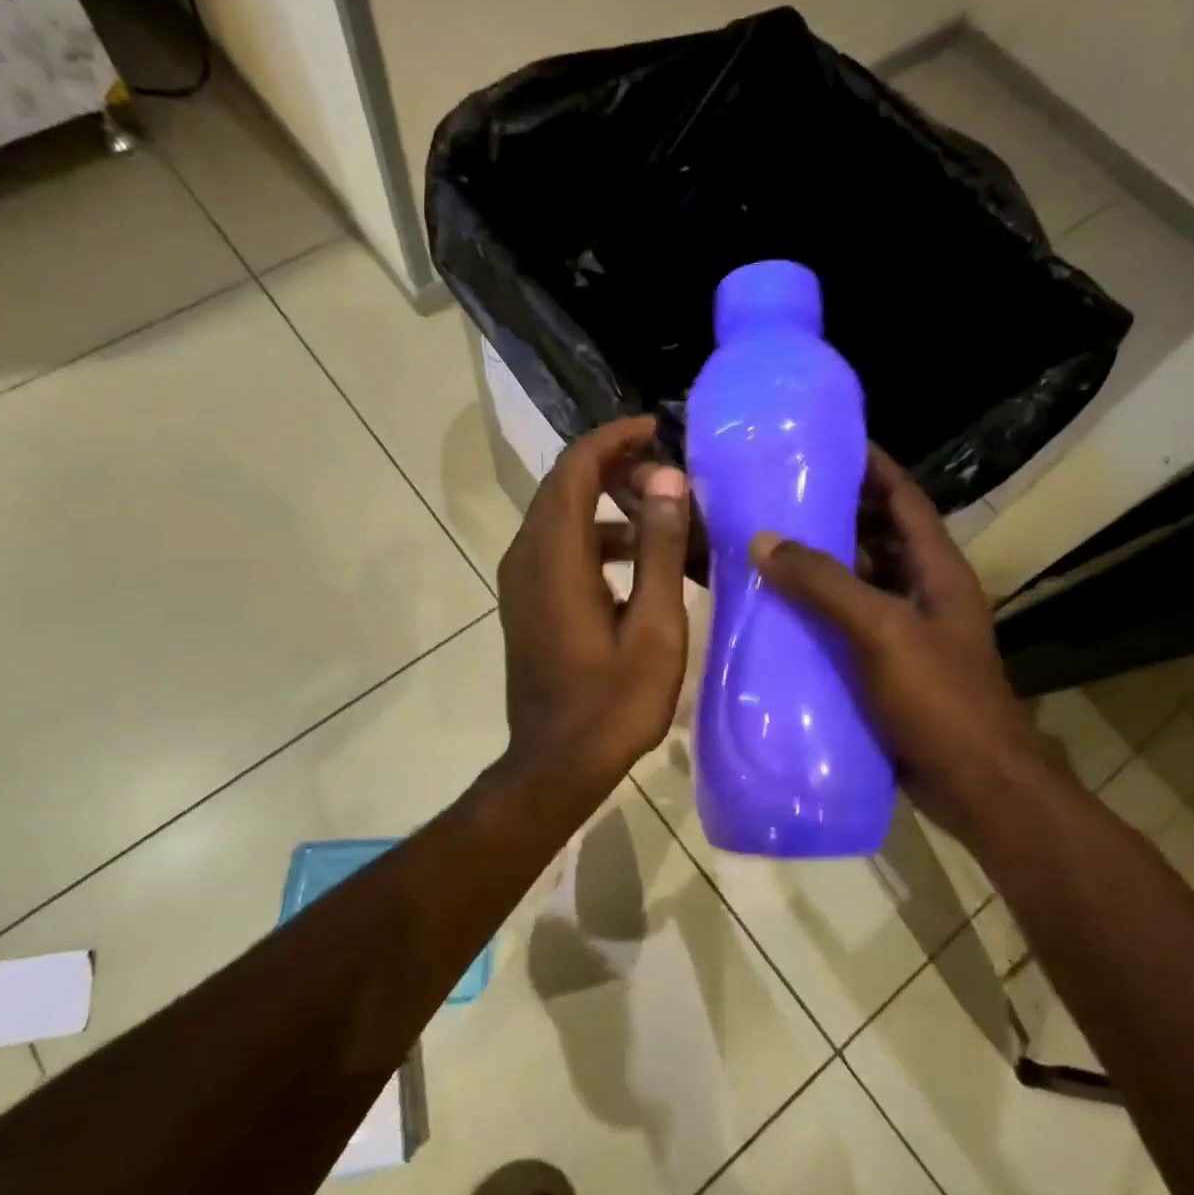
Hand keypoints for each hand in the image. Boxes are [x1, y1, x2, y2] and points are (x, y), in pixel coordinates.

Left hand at [496, 416, 691, 801]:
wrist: (556, 765)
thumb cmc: (612, 704)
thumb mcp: (654, 627)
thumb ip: (659, 548)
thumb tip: (667, 479)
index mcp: (555, 557)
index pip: (575, 469)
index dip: (614, 439)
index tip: (656, 429)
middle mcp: (527, 557)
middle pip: (566, 486)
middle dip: (616, 469)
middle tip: (671, 477)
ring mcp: (522, 581)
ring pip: (564, 517)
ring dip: (611, 507)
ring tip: (667, 520)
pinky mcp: (527, 602)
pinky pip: (561, 548)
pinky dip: (598, 540)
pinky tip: (642, 565)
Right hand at [751, 448, 1041, 835]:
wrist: (975, 786)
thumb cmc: (939, 700)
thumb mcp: (882, 632)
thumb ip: (825, 584)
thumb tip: (763, 541)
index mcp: (935, 569)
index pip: (903, 497)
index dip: (872, 465)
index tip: (826, 440)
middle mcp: (922, 591)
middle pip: (876, 535)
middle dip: (832, 511)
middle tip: (775, 493)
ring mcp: (904, 631)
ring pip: (856, 581)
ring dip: (818, 564)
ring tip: (763, 545)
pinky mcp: (885, 666)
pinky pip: (844, 624)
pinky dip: (814, 612)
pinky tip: (774, 611)